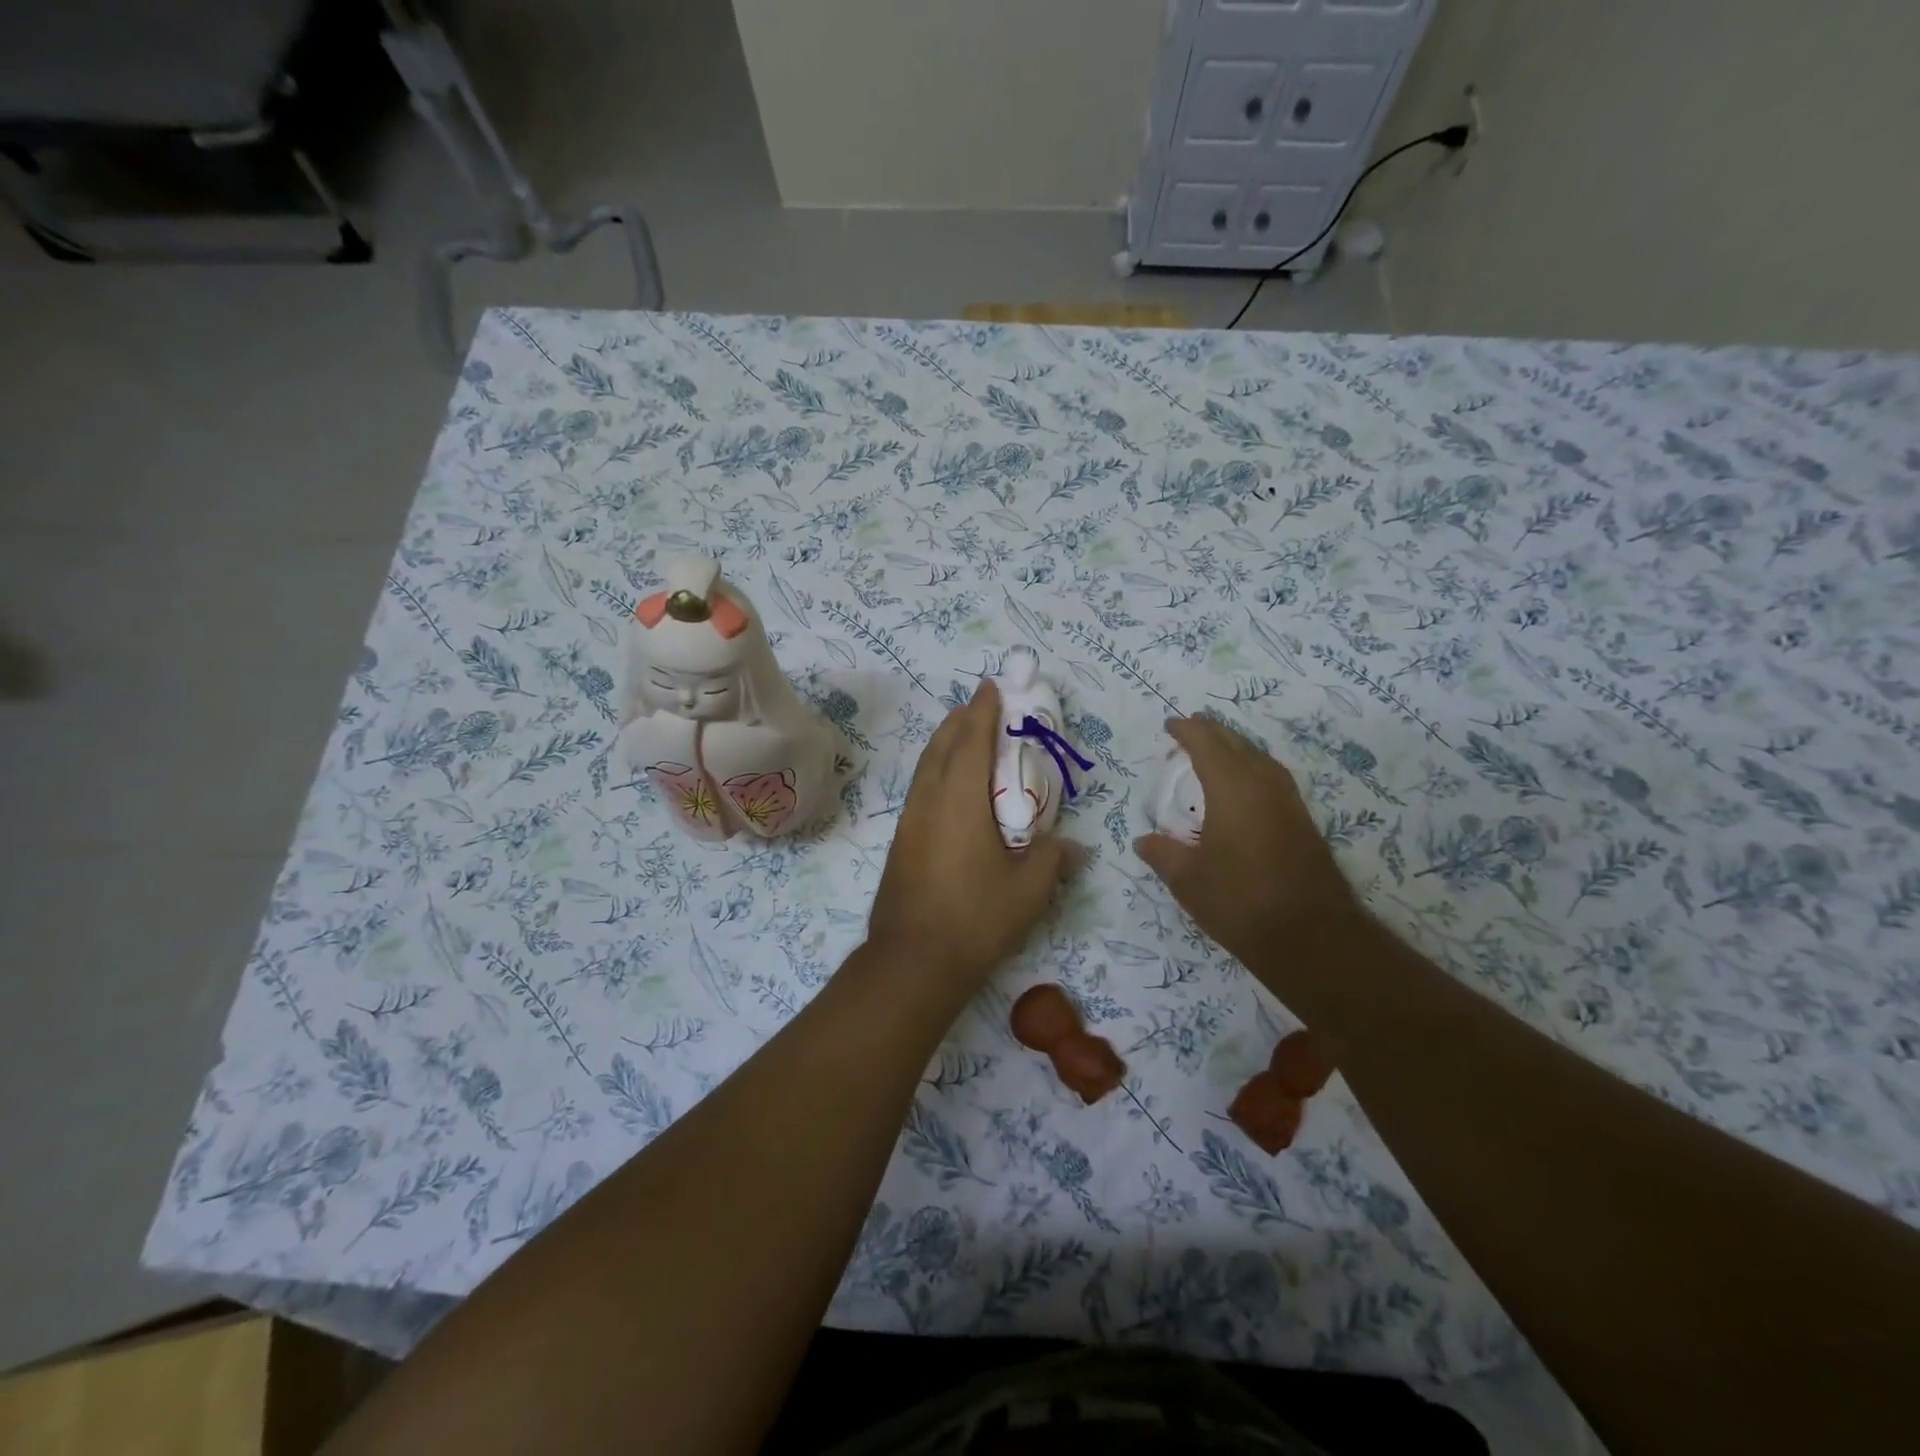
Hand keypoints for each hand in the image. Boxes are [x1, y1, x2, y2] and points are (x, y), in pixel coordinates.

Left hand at [868, 681, 1080, 992]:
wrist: (913, 960)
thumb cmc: (975, 919)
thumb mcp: (1028, 891)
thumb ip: (1053, 860)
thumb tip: (1074, 847)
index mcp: (961, 801)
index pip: (971, 740)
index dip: (983, 711)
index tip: (992, 687)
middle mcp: (930, 801)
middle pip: (941, 745)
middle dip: (960, 720)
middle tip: (981, 706)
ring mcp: (910, 820)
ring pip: (926, 766)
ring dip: (945, 742)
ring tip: (964, 734)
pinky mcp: (902, 840)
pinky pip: (921, 787)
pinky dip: (936, 769)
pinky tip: (949, 784)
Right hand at [1134, 716, 1362, 970]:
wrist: (1311, 937)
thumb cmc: (1240, 902)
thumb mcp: (1188, 880)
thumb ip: (1162, 854)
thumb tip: (1144, 841)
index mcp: (1232, 789)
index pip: (1206, 744)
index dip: (1187, 730)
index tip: (1170, 725)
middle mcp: (1263, 785)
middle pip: (1236, 743)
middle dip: (1211, 732)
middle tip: (1189, 728)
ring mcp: (1288, 802)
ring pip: (1259, 757)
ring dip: (1234, 747)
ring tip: (1214, 750)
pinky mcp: (1302, 821)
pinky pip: (1272, 776)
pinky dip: (1251, 767)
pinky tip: (1244, 785)